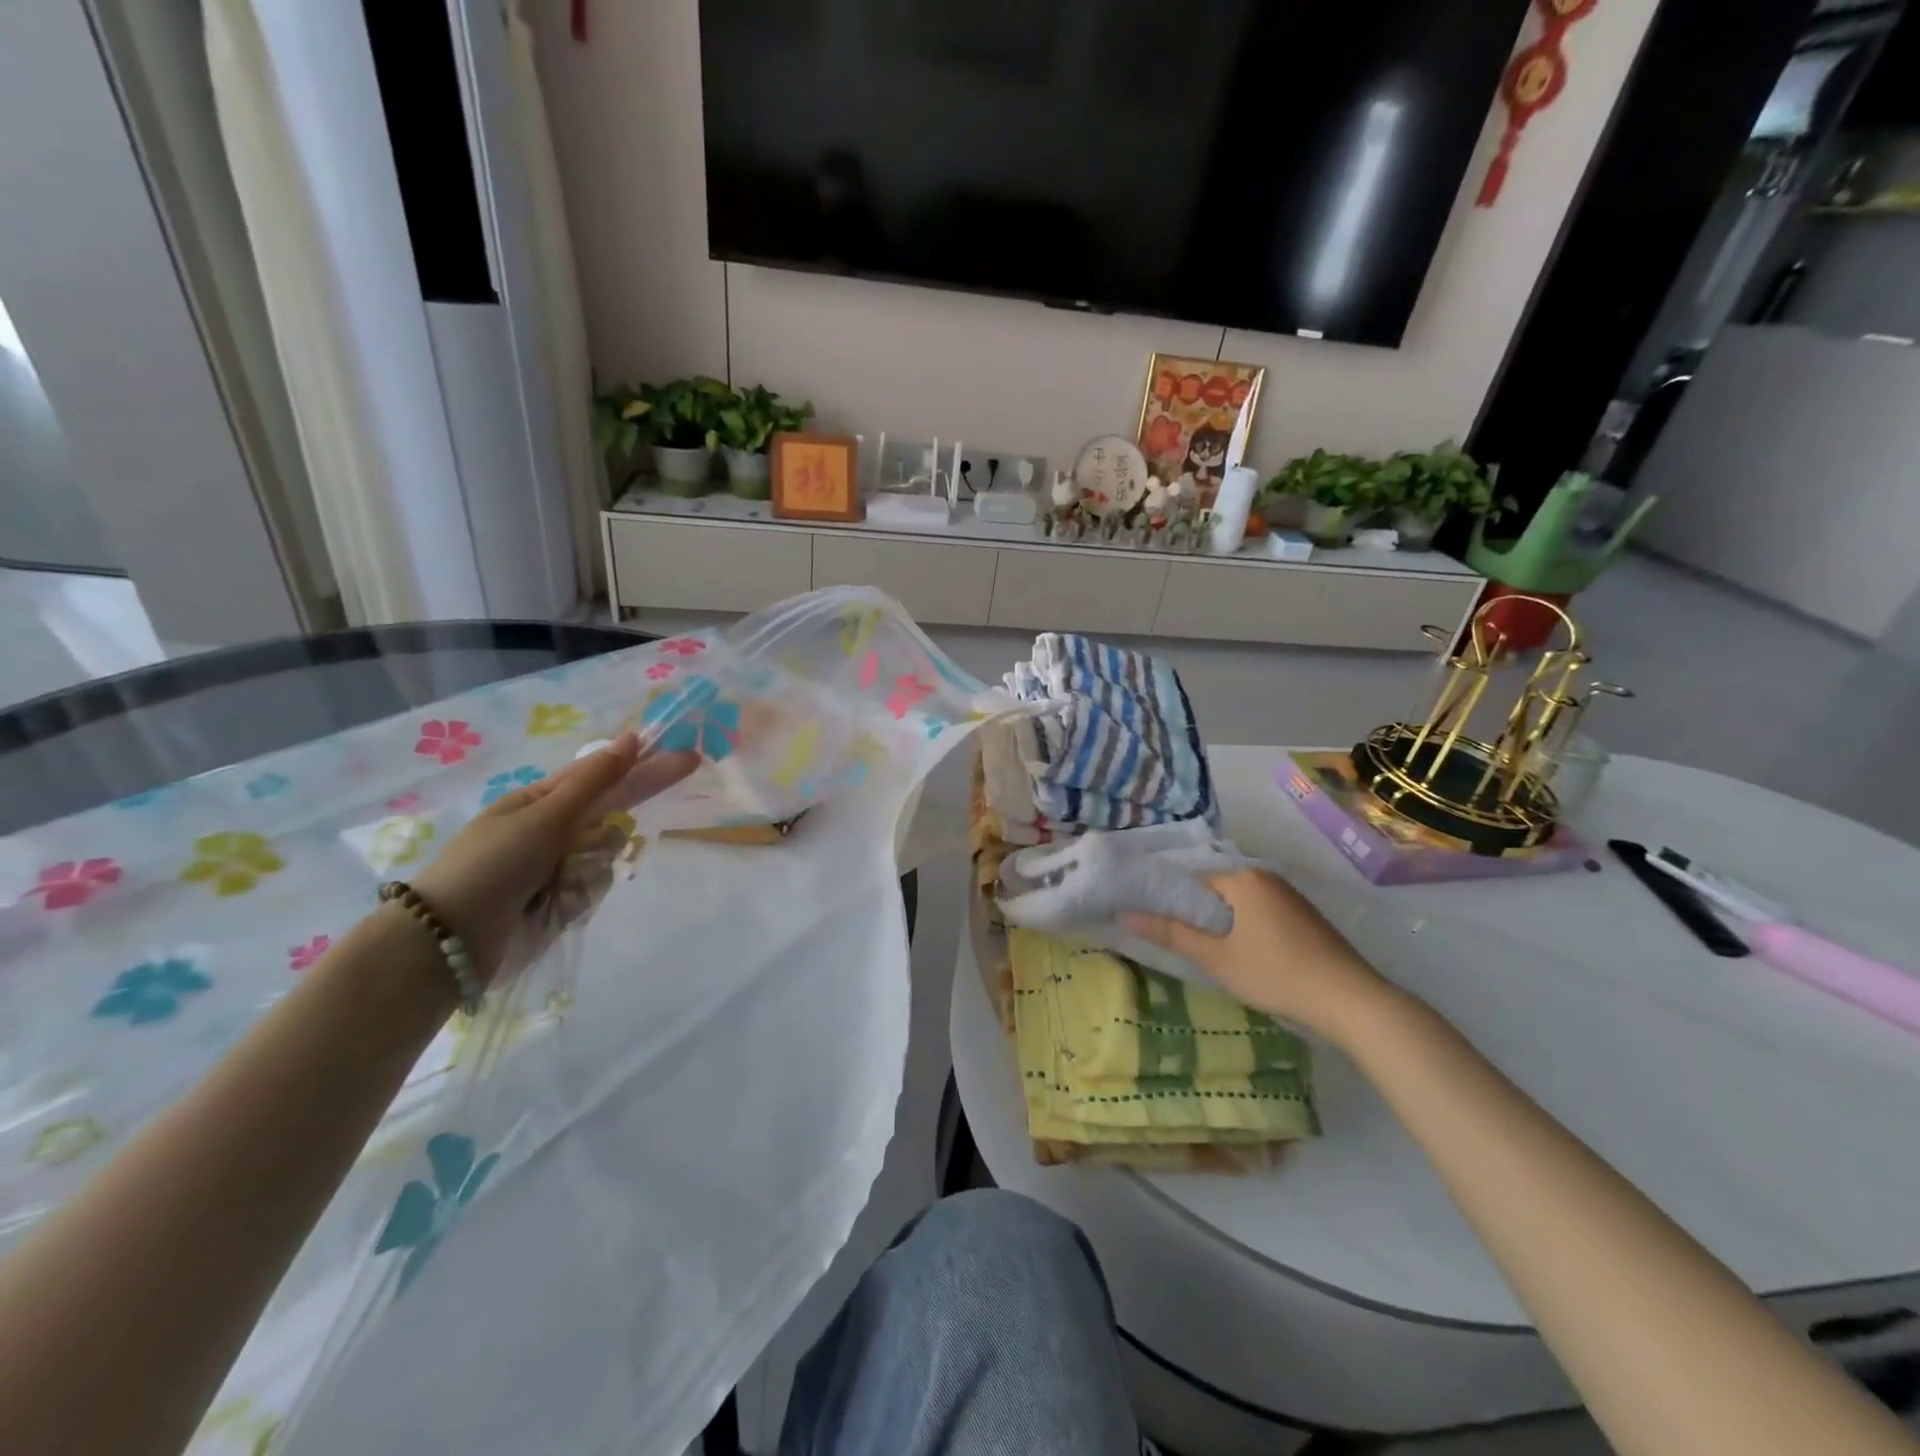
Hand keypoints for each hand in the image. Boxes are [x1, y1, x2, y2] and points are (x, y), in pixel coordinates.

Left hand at [411, 733, 695, 976]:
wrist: (451, 941)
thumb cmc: (493, 865)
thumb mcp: (545, 816)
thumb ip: (595, 781)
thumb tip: (630, 739)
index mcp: (540, 799)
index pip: (603, 773)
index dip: (642, 763)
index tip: (683, 755)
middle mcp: (553, 828)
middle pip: (612, 810)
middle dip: (633, 802)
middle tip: (681, 773)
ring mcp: (558, 865)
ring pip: (608, 851)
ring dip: (592, 863)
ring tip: (560, 881)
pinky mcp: (562, 899)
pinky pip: (596, 885)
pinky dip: (582, 893)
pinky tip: (557, 905)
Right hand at [1122, 868, 1400, 1046]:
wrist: (1351, 1000)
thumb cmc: (1275, 974)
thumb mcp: (1216, 958)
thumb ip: (1170, 933)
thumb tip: (1123, 915)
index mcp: (1242, 878)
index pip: (1190, 878)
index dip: (1167, 898)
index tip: (1148, 917)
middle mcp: (1264, 876)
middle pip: (1214, 888)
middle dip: (1193, 910)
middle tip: (1170, 937)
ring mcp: (1288, 895)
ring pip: (1238, 901)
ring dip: (1219, 920)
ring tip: (1200, 946)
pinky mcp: (1303, 916)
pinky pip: (1259, 911)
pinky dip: (1243, 925)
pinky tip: (1239, 951)